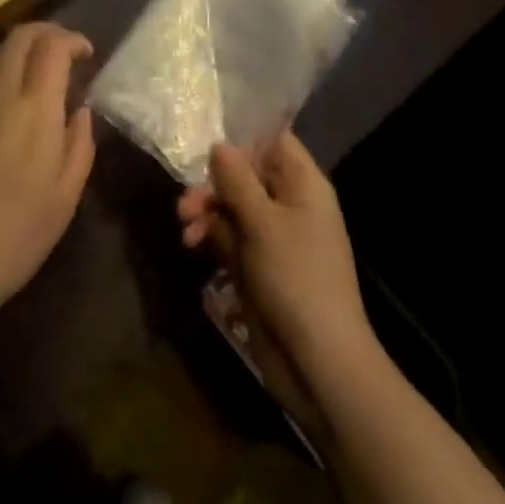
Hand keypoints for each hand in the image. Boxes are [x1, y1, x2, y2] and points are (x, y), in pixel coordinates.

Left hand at [0, 22, 95, 324]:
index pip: (52, 46)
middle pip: (19, 35)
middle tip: (62, 50)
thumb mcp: (66, 196)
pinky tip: (2, 102)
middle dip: (45, 31)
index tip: (86, 53)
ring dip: (18, 50)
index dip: (72, 39)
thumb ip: (79, 144)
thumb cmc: (16, 235)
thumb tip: (81, 110)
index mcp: (35, 109)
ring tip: (33, 72)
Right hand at [178, 134, 379, 426]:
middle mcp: (290, 204)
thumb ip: (236, 180)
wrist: (319, 363)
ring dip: (207, 211)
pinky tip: (193, 245)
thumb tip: (220, 145)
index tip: (207, 148)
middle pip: (246, 175)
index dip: (242, 141)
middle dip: (213, 184)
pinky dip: (211, 236)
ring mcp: (275, 237)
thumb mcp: (262, 222)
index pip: (273, 142)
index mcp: (303, 184)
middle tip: (185, 203)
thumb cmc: (295, 278)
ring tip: (185, 228)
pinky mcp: (260, 265)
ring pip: (233, 206)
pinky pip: (232, 237)